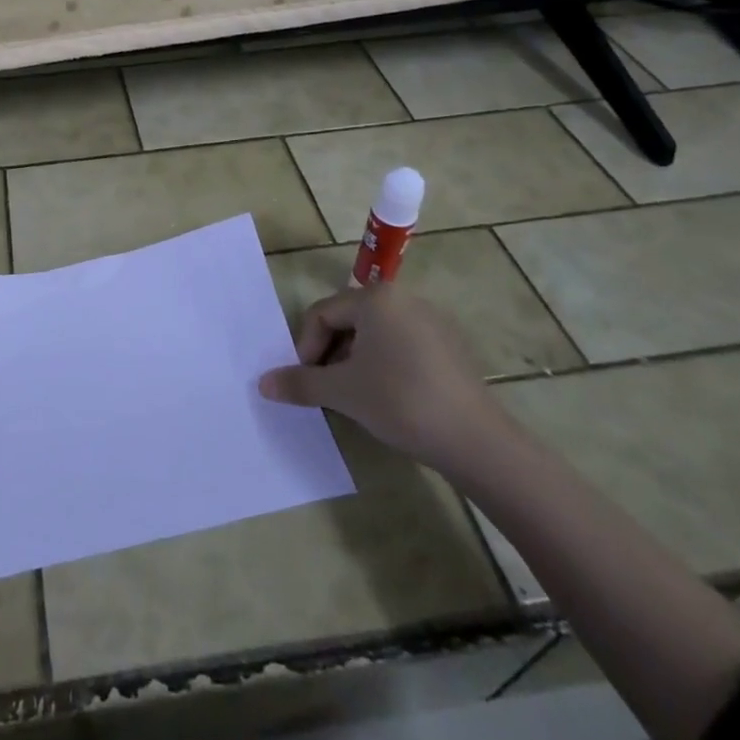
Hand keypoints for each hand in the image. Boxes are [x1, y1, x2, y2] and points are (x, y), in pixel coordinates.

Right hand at [259, 283, 504, 473]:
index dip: (306, 348)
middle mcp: (404, 299)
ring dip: (355, 361)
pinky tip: (390, 398)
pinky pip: (402, 345)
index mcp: (375, 298)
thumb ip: (299, 383)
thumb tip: (263, 384)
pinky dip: (385, 365)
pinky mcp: (450, 346)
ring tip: (356, 396)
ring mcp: (432, 321)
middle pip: (349, 321)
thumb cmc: (400, 401)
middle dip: (331, 354)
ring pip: (376, 334)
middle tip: (328, 389)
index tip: (307, 382)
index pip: (322, 314)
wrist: (476, 440)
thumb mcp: (342, 392)